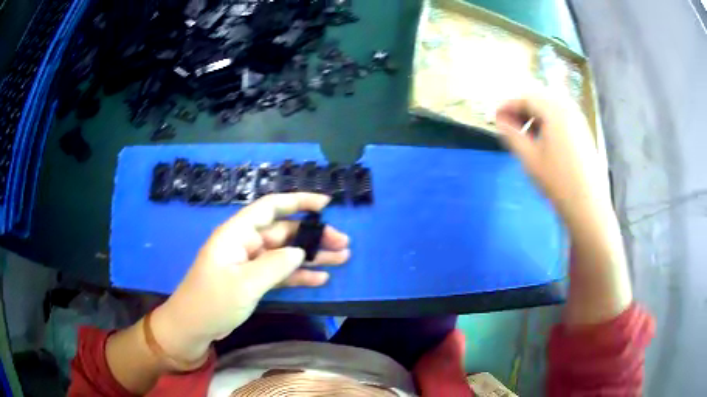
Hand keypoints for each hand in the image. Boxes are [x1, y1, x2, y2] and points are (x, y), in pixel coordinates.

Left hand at [151, 193, 349, 361]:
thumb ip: (275, 265)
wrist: (193, 327)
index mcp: (237, 234)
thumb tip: (300, 251)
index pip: (270, 207)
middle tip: (343, 242)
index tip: (325, 205)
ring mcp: (250, 264)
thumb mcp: (244, 284)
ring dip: (312, 256)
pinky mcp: (254, 281)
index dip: (298, 202)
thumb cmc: (212, 301)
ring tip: (341, 258)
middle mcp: (245, 243)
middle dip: (313, 236)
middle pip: (284, 232)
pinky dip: (299, 275)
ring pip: (286, 253)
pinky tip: (321, 278)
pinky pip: (281, 273)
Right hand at [495, 91, 610, 217]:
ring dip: (535, 116)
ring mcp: (579, 119)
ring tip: (526, 134)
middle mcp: (568, 108)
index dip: (508, 106)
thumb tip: (500, 121)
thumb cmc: (557, 181)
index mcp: (554, 110)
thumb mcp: (529, 158)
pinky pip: (562, 117)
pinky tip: (545, 140)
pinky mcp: (584, 132)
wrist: (588, 205)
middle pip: (540, 99)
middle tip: (509, 126)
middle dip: (522, 109)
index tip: (495, 118)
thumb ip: (512, 135)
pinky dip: (549, 122)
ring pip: (552, 107)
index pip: (526, 98)